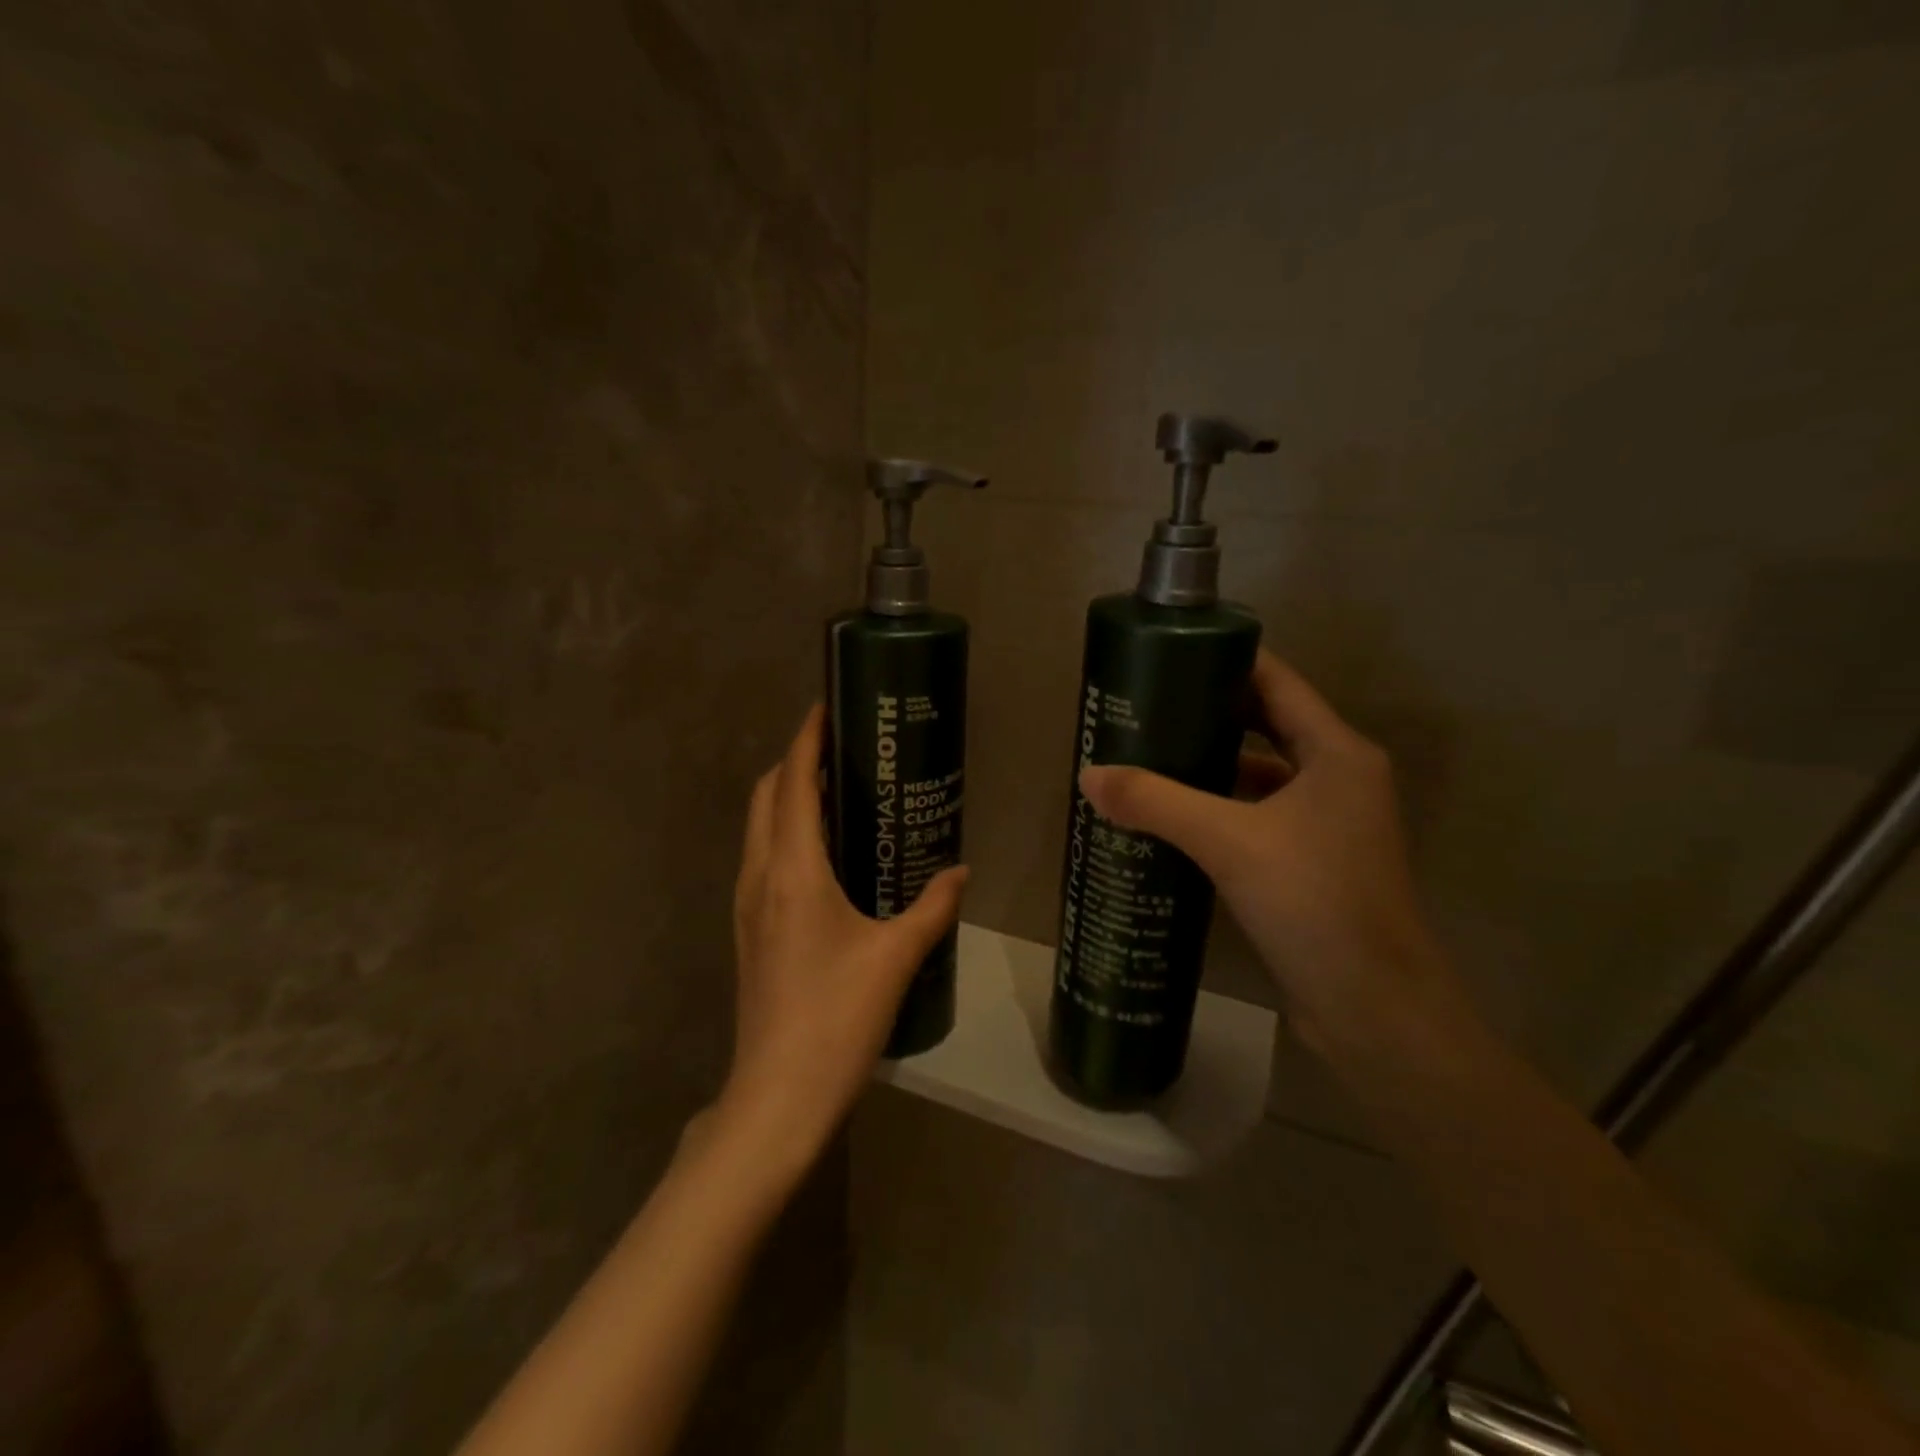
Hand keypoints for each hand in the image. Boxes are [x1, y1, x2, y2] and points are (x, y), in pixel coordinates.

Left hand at [720, 705, 967, 1171]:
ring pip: (760, 827)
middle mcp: (760, 875)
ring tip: (837, 790)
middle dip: (796, 760)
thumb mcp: (895, 957)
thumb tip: (961, 871)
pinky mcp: (748, 929)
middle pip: (767, 795)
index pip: (793, 782)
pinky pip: (763, 857)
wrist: (777, 1095)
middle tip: (842, 748)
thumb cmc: (837, 1017)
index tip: (827, 706)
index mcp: (792, 870)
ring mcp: (747, 904)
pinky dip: (787, 833)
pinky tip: (826, 854)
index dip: (806, 738)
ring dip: (788, 797)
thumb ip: (933, 907)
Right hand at [1079, 651, 1468, 1058]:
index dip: (1223, 662)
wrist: (1375, 1011)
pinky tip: (1171, 819)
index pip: (1275, 682)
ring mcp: (1326, 825)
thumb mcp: (1230, 843)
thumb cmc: (1316, 904)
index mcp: (1336, 753)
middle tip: (1143, 709)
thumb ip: (1157, 803)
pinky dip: (1217, 810)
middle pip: (1264, 725)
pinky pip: (1255, 817)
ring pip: (1258, 776)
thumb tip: (1088, 775)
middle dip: (1205, 714)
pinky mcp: (1310, 864)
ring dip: (1208, 766)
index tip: (1166, 656)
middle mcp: (1338, 779)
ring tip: (1146, 758)